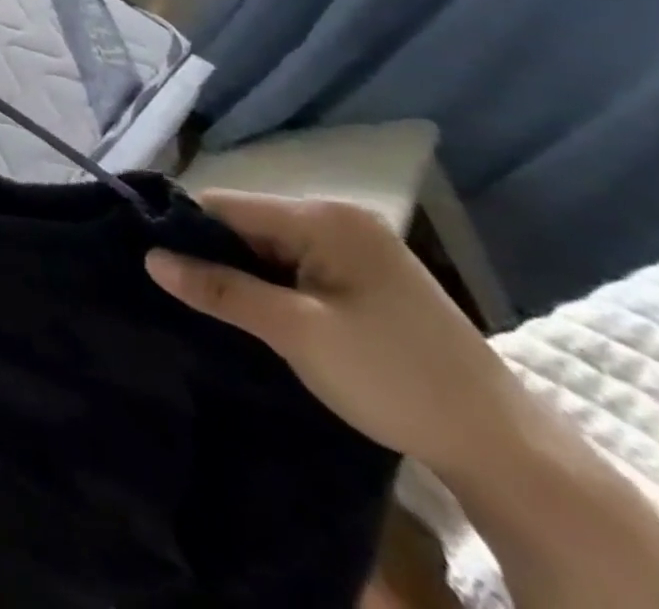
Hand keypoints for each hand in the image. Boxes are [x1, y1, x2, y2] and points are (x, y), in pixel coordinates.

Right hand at [146, 191, 521, 476]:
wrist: (508, 453)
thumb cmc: (395, 379)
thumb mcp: (297, 333)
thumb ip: (220, 289)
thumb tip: (150, 258)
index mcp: (324, 217)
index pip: (225, 206)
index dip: (184, 231)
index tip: (151, 263)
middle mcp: (338, 219)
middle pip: (246, 225)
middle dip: (214, 257)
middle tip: (180, 294)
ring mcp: (356, 249)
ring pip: (268, 249)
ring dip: (242, 277)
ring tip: (211, 307)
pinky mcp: (365, 280)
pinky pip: (295, 268)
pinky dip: (271, 288)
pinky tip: (258, 315)